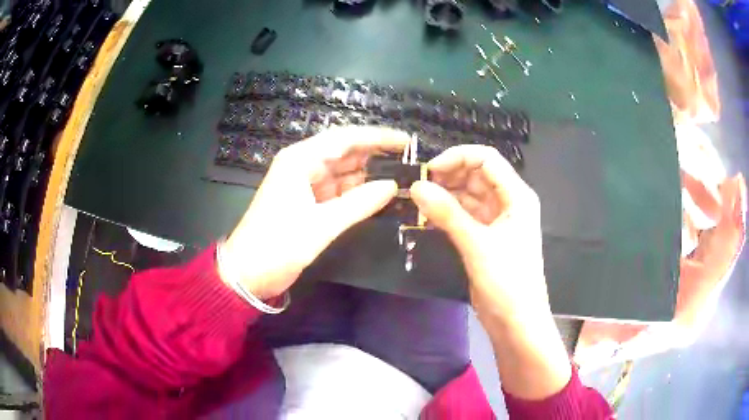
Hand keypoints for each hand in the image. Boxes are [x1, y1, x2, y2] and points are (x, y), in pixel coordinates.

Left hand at [219, 126, 408, 299]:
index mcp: (300, 160)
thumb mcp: (321, 225)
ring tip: (402, 180)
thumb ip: (359, 203)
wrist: (247, 274)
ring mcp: (305, 184)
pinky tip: (380, 197)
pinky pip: (338, 192)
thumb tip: (393, 186)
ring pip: (343, 173)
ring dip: (369, 177)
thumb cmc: (278, 245)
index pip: (345, 138)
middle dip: (376, 157)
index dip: (377, 137)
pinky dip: (357, 194)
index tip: (406, 142)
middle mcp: (303, 165)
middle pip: (346, 153)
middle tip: (410, 164)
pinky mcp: (307, 203)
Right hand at [409, 145, 548, 324]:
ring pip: (467, 195)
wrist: (516, 322)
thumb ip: (447, 214)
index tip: (429, 171)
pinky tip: (426, 217)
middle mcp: (508, 202)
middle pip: (476, 175)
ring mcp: (496, 220)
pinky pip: (464, 215)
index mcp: (517, 196)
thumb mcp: (477, 245)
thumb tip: (416, 187)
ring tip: (417, 201)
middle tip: (418, 187)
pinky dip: (447, 214)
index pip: (487, 160)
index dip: (458, 158)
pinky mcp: (485, 237)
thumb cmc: (508, 281)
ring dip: (444, 196)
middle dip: (448, 176)